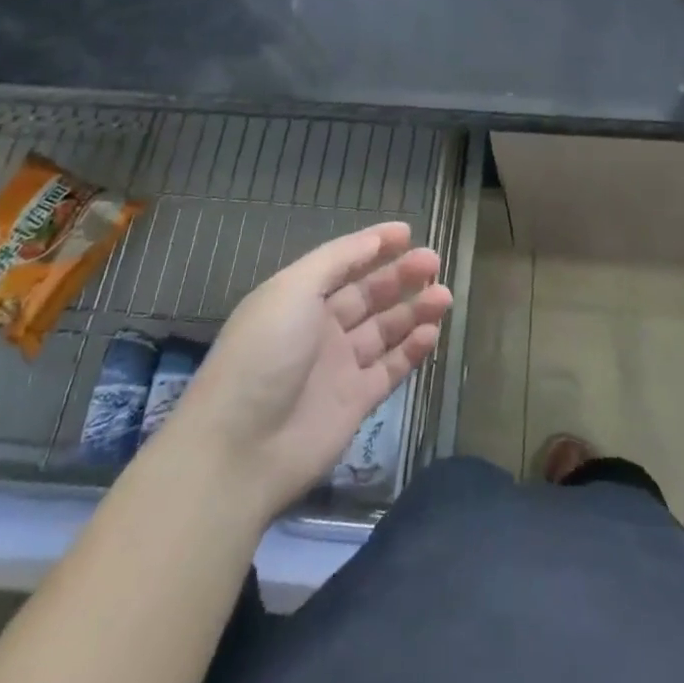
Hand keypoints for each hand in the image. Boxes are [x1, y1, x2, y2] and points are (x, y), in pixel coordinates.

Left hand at [165, 221, 451, 520]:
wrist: (240, 450)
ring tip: (443, 295)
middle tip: (434, 262)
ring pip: (384, 329)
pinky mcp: (355, 402)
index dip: (373, 246)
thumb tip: (376, 239)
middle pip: (368, 294)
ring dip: (413, 310)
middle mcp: (319, 328)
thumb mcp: (293, 290)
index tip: (408, 232)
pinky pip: (390, 368)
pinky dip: (412, 350)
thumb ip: (337, 260)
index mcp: (298, 298)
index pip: (342, 263)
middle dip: (401, 275)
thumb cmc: (264, 354)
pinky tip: (432, 333)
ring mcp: (338, 366)